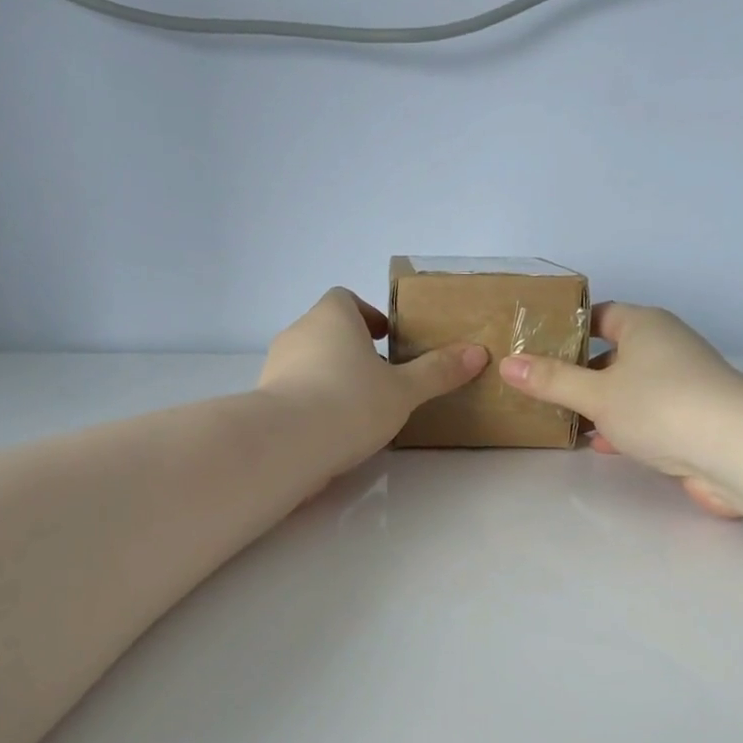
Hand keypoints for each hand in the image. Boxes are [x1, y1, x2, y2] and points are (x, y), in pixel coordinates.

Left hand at [260, 288, 487, 472]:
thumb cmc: (350, 402)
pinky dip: (313, 403)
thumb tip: (477, 353)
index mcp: (332, 317)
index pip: (345, 299)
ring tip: (360, 409)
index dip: (367, 315)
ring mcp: (275, 367)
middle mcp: (298, 333)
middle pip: (327, 332)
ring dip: (332, 377)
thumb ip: (437, 372)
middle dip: (352, 350)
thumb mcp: (403, 390)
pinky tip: (333, 431)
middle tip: (381, 377)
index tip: (385, 338)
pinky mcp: (264, 401)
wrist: (286, 443)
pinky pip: (294, 393)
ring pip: (309, 363)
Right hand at [497, 302, 742, 517]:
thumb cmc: (660, 406)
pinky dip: (619, 426)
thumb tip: (508, 364)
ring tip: (557, 417)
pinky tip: (595, 443)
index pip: (599, 315)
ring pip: (626, 388)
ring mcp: (679, 385)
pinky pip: (643, 416)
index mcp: (644, 326)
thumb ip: (551, 381)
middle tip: (536, 386)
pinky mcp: (688, 420)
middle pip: (611, 353)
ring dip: (597, 403)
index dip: (567, 329)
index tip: (534, 347)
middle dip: (577, 371)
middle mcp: (664, 348)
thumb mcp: (595, 393)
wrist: (735, 450)